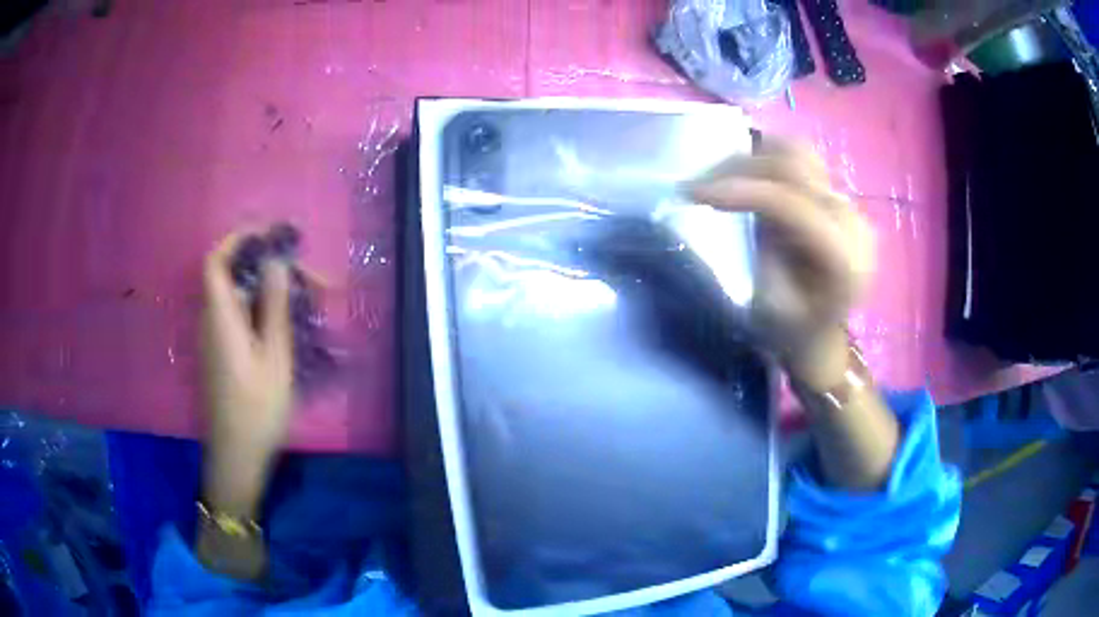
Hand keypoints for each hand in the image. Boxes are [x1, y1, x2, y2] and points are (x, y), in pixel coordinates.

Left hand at [201, 232, 293, 516]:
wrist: (236, 455)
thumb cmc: (257, 410)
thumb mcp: (275, 359)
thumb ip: (274, 308)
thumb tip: (276, 263)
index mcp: (221, 318)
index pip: (216, 261)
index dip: (237, 240)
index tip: (269, 237)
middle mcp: (210, 321)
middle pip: (229, 276)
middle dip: (265, 266)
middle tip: (305, 277)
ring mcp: (212, 338)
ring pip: (234, 296)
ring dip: (265, 287)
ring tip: (302, 296)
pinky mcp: (219, 353)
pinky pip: (236, 315)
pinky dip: (258, 306)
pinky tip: (283, 322)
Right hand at [690, 139, 874, 389]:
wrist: (820, 336)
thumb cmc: (791, 331)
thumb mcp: (768, 302)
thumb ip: (760, 249)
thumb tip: (738, 199)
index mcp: (844, 261)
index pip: (793, 204)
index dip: (742, 189)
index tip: (693, 193)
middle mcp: (854, 223)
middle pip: (796, 167)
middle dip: (741, 167)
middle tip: (699, 183)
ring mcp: (851, 206)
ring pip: (799, 154)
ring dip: (754, 159)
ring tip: (719, 176)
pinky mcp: (839, 197)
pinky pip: (802, 162)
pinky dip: (768, 161)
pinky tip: (745, 176)